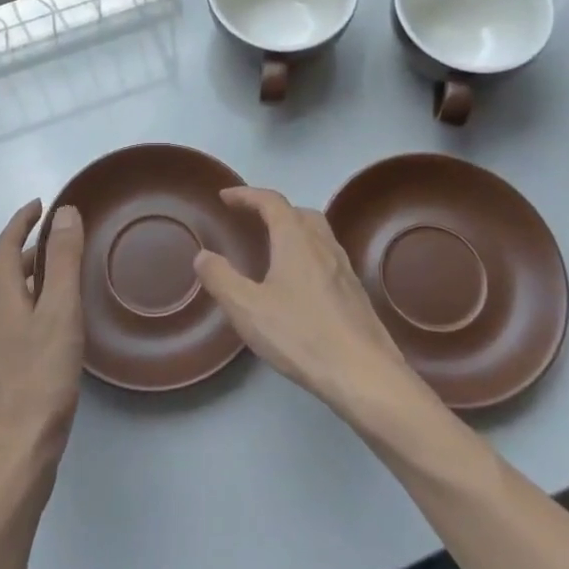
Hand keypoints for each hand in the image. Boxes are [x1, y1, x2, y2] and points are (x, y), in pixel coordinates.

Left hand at [0, 200, 84, 490]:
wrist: (13, 457)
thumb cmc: (39, 380)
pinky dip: (37, 304)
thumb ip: (63, 262)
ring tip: (66, 274)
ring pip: (13, 298)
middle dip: (30, 247)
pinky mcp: (7, 373)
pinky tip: (60, 324)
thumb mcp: (59, 312)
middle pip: (6, 271)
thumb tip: (64, 212)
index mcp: (1, 298)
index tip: (42, 203)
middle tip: (62, 237)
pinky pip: (20, 321)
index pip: (4, 246)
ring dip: (33, 276)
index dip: (21, 221)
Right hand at [194, 187, 422, 417]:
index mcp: (296, 240)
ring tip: (274, 248)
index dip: (246, 195)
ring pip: (317, 234)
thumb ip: (221, 279)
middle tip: (250, 220)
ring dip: (293, 230)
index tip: (225, 196)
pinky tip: (299, 284)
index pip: (271, 202)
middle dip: (272, 209)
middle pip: (298, 212)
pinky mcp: (355, 293)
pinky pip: (327, 257)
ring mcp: (344, 268)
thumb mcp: (248, 309)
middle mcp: (323, 244)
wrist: (365, 374)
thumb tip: (203, 255)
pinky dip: (308, 254)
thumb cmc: (301, 335)